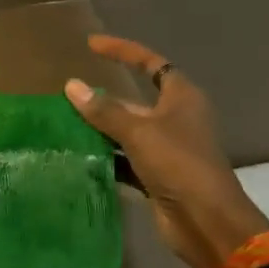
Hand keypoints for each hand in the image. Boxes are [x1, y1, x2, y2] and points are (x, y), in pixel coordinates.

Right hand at [65, 35, 268, 267]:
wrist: (206, 221)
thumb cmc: (179, 165)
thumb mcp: (139, 132)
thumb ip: (104, 110)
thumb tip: (71, 86)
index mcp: (181, 98)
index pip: (150, 63)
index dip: (123, 51)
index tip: (92, 45)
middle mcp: (175, 119)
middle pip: (133, 101)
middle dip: (102, 100)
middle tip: (67, 97)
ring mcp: (166, 150)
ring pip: (126, 132)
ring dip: (99, 130)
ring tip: (62, 125)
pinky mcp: (156, 176)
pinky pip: (124, 160)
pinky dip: (104, 158)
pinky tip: (76, 157)